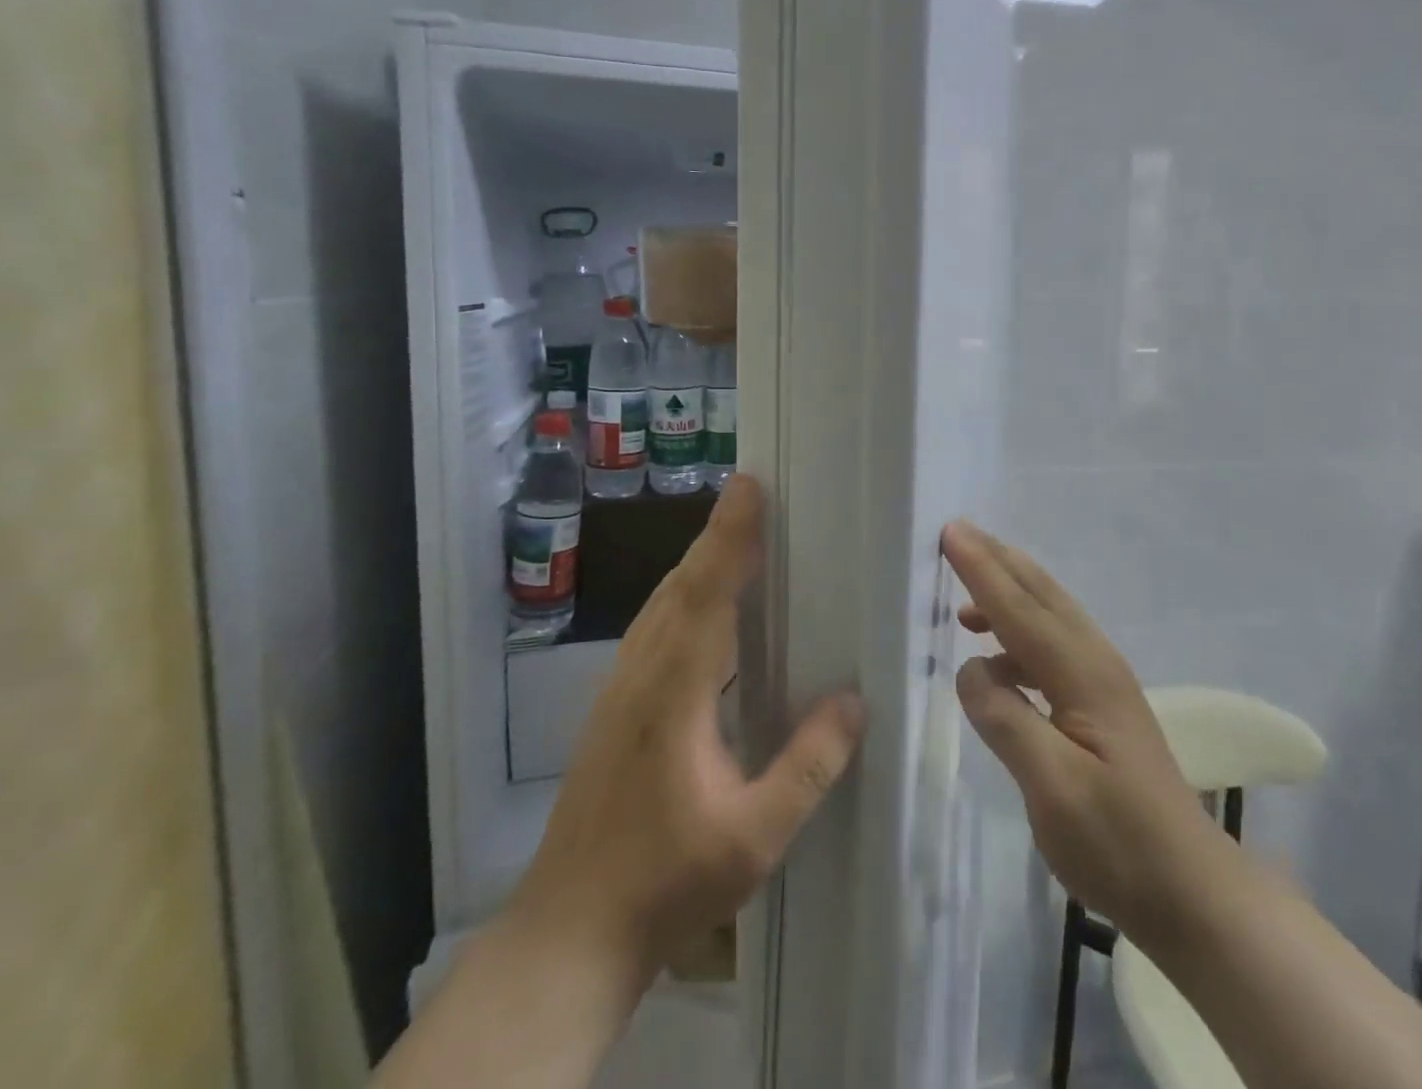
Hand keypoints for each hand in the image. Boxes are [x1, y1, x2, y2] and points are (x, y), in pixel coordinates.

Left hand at [505, 474, 865, 983]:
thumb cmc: (664, 885)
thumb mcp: (754, 836)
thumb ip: (808, 765)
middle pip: (680, 586)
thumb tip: (854, 699)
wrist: (567, 935)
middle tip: (753, 495)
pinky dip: (684, 596)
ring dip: (698, 563)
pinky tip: (705, 609)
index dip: (729, 536)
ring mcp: (618, 691)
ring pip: (661, 605)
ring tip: (736, 537)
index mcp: (673, 693)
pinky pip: (654, 628)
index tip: (749, 486)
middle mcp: (640, 676)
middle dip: (717, 535)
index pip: (706, 593)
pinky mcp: (613, 709)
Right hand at [945, 520, 1224, 953]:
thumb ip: (1006, 720)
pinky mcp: (1102, 703)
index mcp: (1083, 673)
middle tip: (957, 534)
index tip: (950, 532)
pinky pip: (1052, 645)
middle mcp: (1096, 662)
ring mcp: (1104, 681)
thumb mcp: (1053, 788)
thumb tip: (969, 668)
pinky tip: (997, 660)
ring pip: (1050, 615)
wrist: (1191, 891)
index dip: (982, 570)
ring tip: (964, 594)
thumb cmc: (1119, 843)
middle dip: (998, 561)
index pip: (1020, 609)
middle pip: (1041, 595)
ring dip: (1008, 592)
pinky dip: (1018, 633)